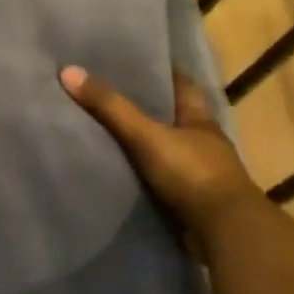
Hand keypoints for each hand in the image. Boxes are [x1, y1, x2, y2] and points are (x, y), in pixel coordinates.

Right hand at [60, 65, 261, 237]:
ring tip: (108, 132)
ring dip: (145, 144)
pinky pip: (162, 179)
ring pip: (167, 148)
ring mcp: (200, 173)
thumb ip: (110, 107)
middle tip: (109, 94)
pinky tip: (122, 171)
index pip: (182, 84)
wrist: (224, 232)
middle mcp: (203, 142)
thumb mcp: (147, 135)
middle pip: (172, 116)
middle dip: (147, 107)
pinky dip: (144, 174)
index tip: (134, 61)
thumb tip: (68, 71)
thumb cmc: (192, 173)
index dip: (161, 71)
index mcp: (200, 119)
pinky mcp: (191, 201)